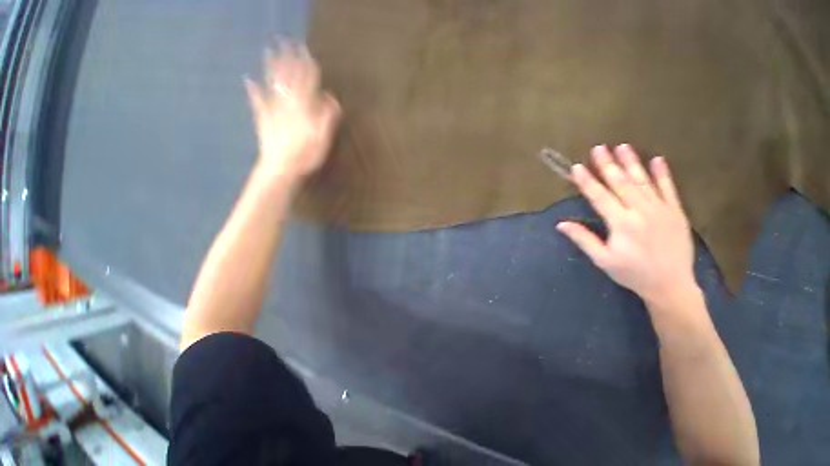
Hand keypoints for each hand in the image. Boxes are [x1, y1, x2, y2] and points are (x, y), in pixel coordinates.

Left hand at [244, 41, 341, 181]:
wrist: (281, 169)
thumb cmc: (306, 157)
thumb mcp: (323, 140)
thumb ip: (327, 118)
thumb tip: (331, 99)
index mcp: (303, 109)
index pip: (307, 84)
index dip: (308, 68)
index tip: (308, 52)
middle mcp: (287, 105)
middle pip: (289, 79)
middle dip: (289, 60)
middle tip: (286, 42)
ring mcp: (273, 112)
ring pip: (272, 85)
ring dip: (271, 68)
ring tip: (269, 51)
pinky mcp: (263, 121)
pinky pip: (257, 102)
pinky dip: (253, 91)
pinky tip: (248, 80)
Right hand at [556, 145, 696, 304]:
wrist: (671, 285)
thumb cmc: (632, 273)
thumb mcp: (602, 259)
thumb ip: (583, 239)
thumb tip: (561, 224)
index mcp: (621, 224)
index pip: (600, 196)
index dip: (587, 181)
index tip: (577, 167)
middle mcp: (641, 212)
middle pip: (621, 183)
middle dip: (608, 164)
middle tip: (599, 147)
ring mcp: (662, 210)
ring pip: (644, 181)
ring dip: (632, 163)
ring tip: (623, 147)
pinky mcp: (676, 212)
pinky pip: (669, 189)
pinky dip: (663, 174)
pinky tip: (657, 160)